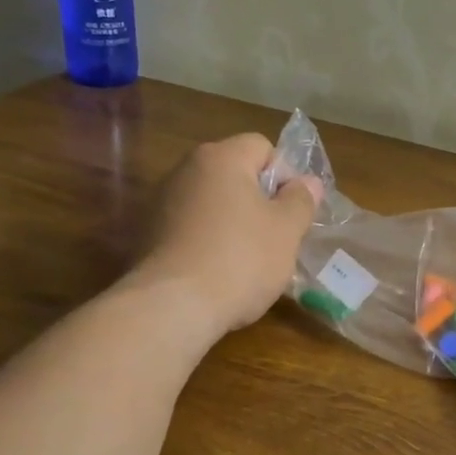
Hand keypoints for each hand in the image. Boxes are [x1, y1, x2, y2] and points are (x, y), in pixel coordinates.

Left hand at [135, 133, 322, 337]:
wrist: (173, 307)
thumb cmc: (241, 259)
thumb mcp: (287, 230)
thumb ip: (301, 200)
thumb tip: (307, 182)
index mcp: (221, 158)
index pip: (262, 147)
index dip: (284, 175)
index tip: (292, 211)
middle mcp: (186, 169)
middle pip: (235, 174)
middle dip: (259, 201)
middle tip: (276, 237)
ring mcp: (161, 202)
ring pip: (213, 203)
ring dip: (233, 222)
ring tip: (248, 260)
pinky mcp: (148, 234)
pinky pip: (191, 228)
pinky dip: (208, 241)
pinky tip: (218, 272)